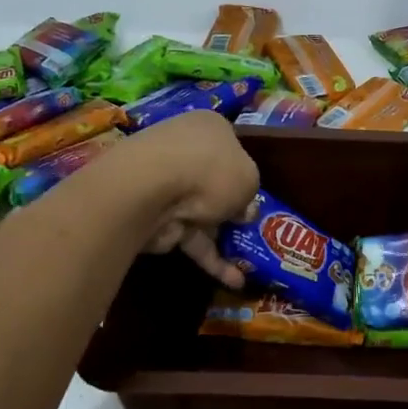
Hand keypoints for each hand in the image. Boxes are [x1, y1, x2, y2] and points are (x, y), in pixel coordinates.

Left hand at [118, 111, 259, 286]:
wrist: (152, 187)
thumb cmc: (211, 169)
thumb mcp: (250, 178)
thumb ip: (250, 195)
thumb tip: (243, 211)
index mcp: (210, 128)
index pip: (231, 147)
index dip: (244, 171)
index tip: (255, 195)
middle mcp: (187, 150)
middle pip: (216, 183)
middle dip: (233, 210)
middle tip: (252, 230)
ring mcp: (168, 184)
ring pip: (203, 214)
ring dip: (224, 240)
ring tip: (250, 265)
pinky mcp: (158, 217)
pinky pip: (191, 238)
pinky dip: (210, 258)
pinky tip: (233, 281)